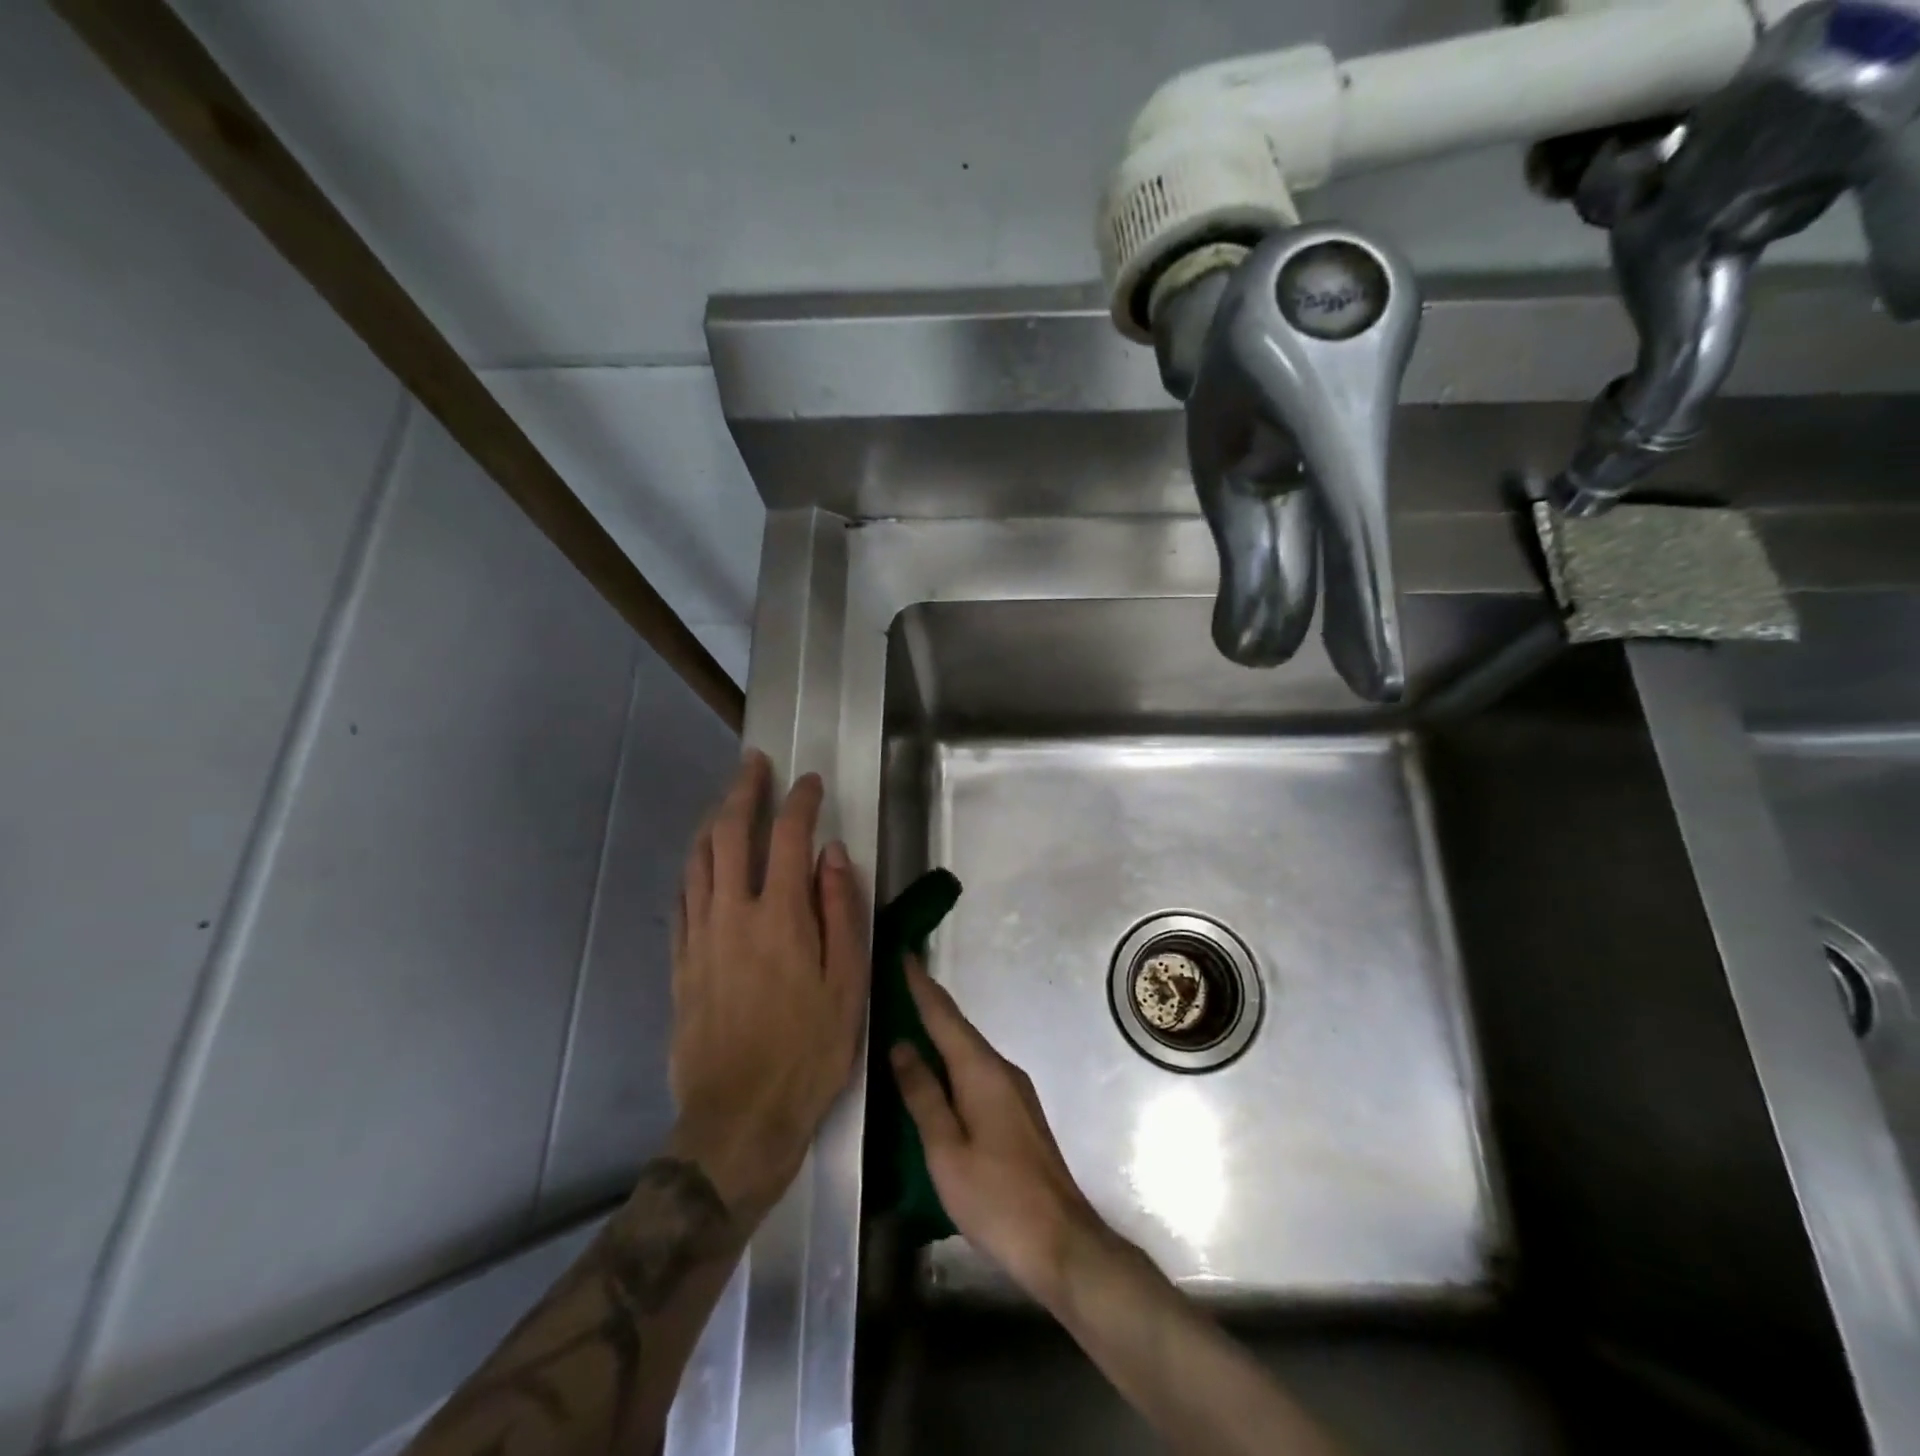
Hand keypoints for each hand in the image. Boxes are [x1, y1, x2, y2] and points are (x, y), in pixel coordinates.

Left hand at [669, 751, 868, 1215]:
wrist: (739, 1118)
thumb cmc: (809, 1052)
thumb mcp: (848, 985)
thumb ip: (842, 913)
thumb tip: (833, 856)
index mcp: (780, 917)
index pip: (787, 837)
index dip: (799, 802)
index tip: (810, 782)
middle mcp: (732, 914)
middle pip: (731, 834)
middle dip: (744, 791)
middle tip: (755, 763)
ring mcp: (700, 937)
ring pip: (699, 860)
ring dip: (714, 821)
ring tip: (727, 800)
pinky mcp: (681, 963)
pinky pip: (683, 897)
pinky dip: (694, 866)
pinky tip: (701, 861)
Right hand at [890, 960, 1101, 1302]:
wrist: (1061, 1242)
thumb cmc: (996, 1198)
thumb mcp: (946, 1150)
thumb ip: (923, 1095)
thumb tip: (902, 1045)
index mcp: (982, 1071)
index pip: (944, 1016)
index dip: (921, 986)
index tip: (903, 954)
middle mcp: (1002, 1070)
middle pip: (959, 1028)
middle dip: (929, 1004)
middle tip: (898, 983)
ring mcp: (1015, 1091)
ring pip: (969, 1050)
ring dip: (941, 1032)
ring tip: (910, 1019)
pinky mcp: (1018, 1112)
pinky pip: (978, 1071)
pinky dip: (953, 1060)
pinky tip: (939, 1071)